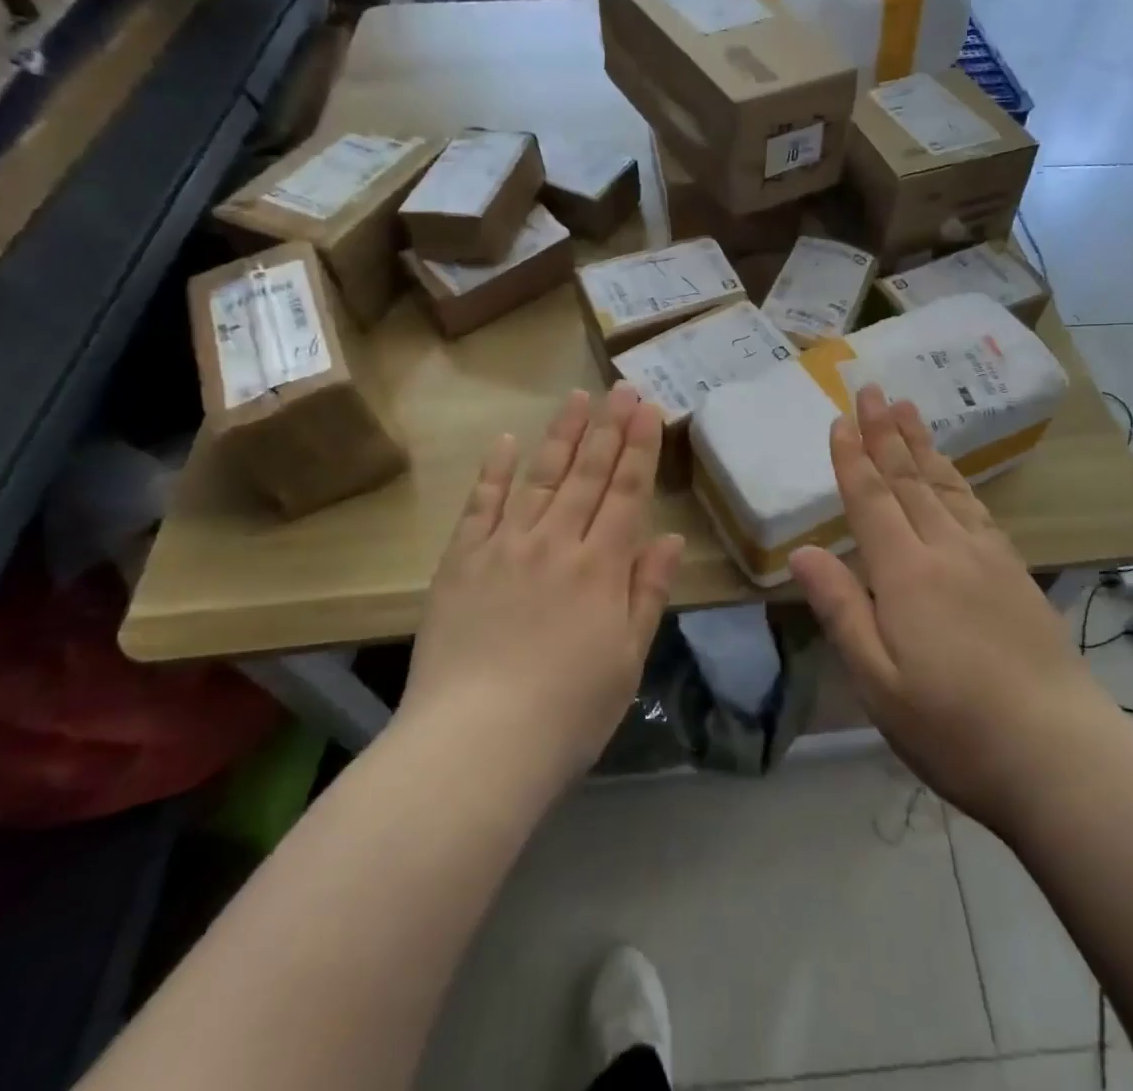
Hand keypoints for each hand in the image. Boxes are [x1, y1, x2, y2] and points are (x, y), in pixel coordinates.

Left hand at [401, 386, 683, 797]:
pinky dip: (495, 471)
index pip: (626, 492)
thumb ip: (648, 592)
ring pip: (540, 477)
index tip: (647, 409)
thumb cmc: (568, 711)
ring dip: (561, 434)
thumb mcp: (628, 658)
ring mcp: (504, 547)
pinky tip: (507, 441)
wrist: (475, 744)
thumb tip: (670, 537)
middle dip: (608, 427)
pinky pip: (481, 505)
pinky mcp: (462, 561)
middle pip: (587, 473)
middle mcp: (556, 542)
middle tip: (620, 387)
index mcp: (601, 567)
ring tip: (576, 397)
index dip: (639, 448)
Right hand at [789, 386, 1114, 837]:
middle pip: (909, 480)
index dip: (853, 459)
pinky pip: (977, 510)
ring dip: (923, 446)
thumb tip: (803, 552)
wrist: (1062, 756)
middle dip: (886, 433)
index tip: (841, 419)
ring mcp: (989, 559)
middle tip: (873, 390)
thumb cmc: (954, 728)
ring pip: (946, 487)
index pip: (871, 500)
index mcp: (907, 573)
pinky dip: (957, 481)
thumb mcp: (879, 682)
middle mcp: (948, 550)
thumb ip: (841, 610)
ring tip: (908, 411)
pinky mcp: (1017, 575)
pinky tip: (954, 476)